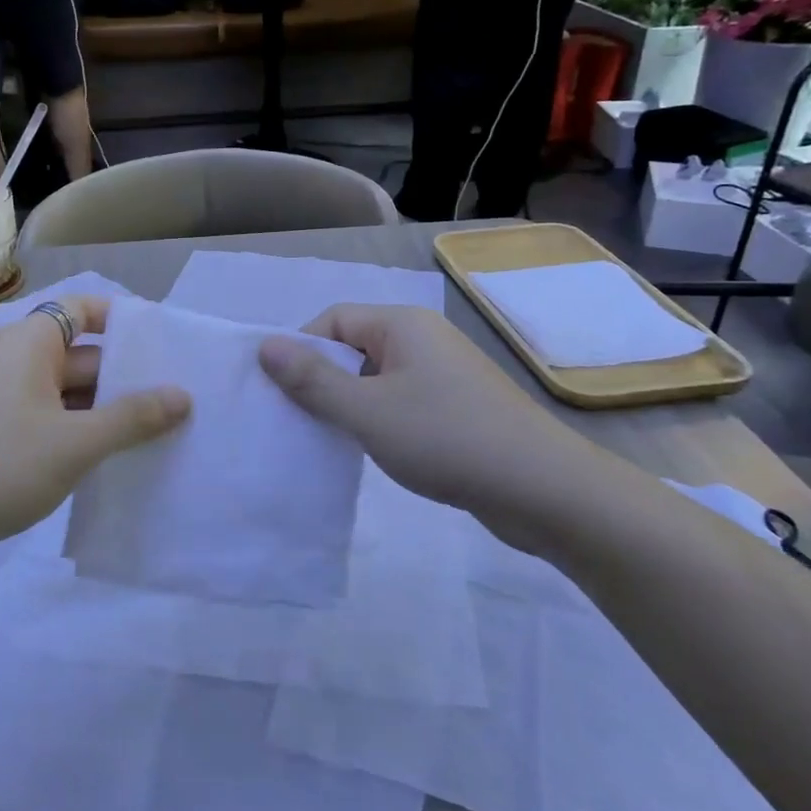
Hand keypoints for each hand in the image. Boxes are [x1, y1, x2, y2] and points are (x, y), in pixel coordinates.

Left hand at [0, 296, 189, 568]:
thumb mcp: (75, 442)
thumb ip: (132, 418)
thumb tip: (183, 396)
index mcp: (31, 342)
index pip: (85, 308)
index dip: (125, 322)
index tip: (167, 347)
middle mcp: (17, 361)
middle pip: (83, 355)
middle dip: (127, 378)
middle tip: (181, 401)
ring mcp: (4, 399)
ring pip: (68, 394)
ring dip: (107, 412)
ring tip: (161, 434)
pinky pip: (50, 421)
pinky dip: (80, 434)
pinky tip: (115, 460)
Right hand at [259, 305, 609, 556]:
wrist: (544, 490)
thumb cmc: (446, 439)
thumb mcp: (367, 411)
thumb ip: (312, 380)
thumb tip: (265, 345)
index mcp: (403, 325)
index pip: (333, 320)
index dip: (302, 350)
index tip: (283, 392)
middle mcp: (424, 339)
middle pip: (354, 346)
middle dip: (323, 380)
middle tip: (300, 419)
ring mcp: (445, 374)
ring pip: (377, 378)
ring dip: (350, 404)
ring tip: (333, 439)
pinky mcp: (458, 407)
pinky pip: (402, 401)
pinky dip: (380, 420)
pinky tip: (374, 450)